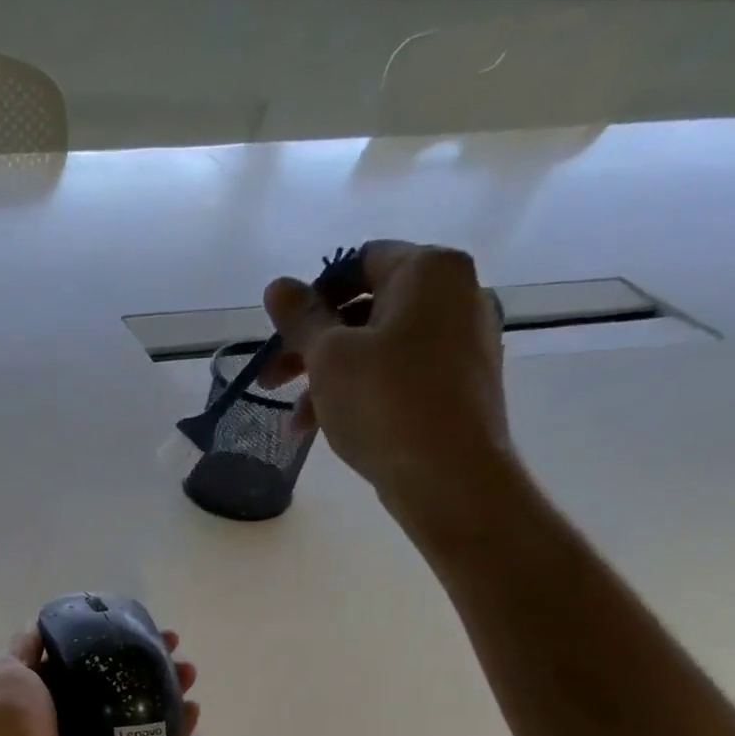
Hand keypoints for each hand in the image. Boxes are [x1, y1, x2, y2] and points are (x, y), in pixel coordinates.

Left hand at [0, 629, 198, 735]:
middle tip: (173, 645)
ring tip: (190, 671)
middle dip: (146, 661)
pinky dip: (174, 733)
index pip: (83, 657)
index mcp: (42, 689)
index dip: (108, 637)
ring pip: (138, 713)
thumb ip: (24, 646)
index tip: (135, 623)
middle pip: (117, 682)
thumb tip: (44, 625)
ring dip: (167, 691)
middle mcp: (69, 714)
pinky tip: (194, 710)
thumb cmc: (5, 719)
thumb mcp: (2, 667)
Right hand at [261, 240, 516, 527]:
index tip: (281, 336)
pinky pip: (399, 372)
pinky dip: (361, 390)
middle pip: (365, 308)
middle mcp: (455, 293)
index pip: (359, 262)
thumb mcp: (329, 357)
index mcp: (429, 270)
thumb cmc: (384, 402)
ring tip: (296, 421)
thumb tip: (276, 285)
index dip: (312, 297)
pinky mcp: (460, 380)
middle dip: (312, 345)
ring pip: (378, 346)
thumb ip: (300, 319)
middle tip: (271, 380)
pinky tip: (330, 425)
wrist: (449, 473)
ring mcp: (463, 338)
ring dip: (329, 376)